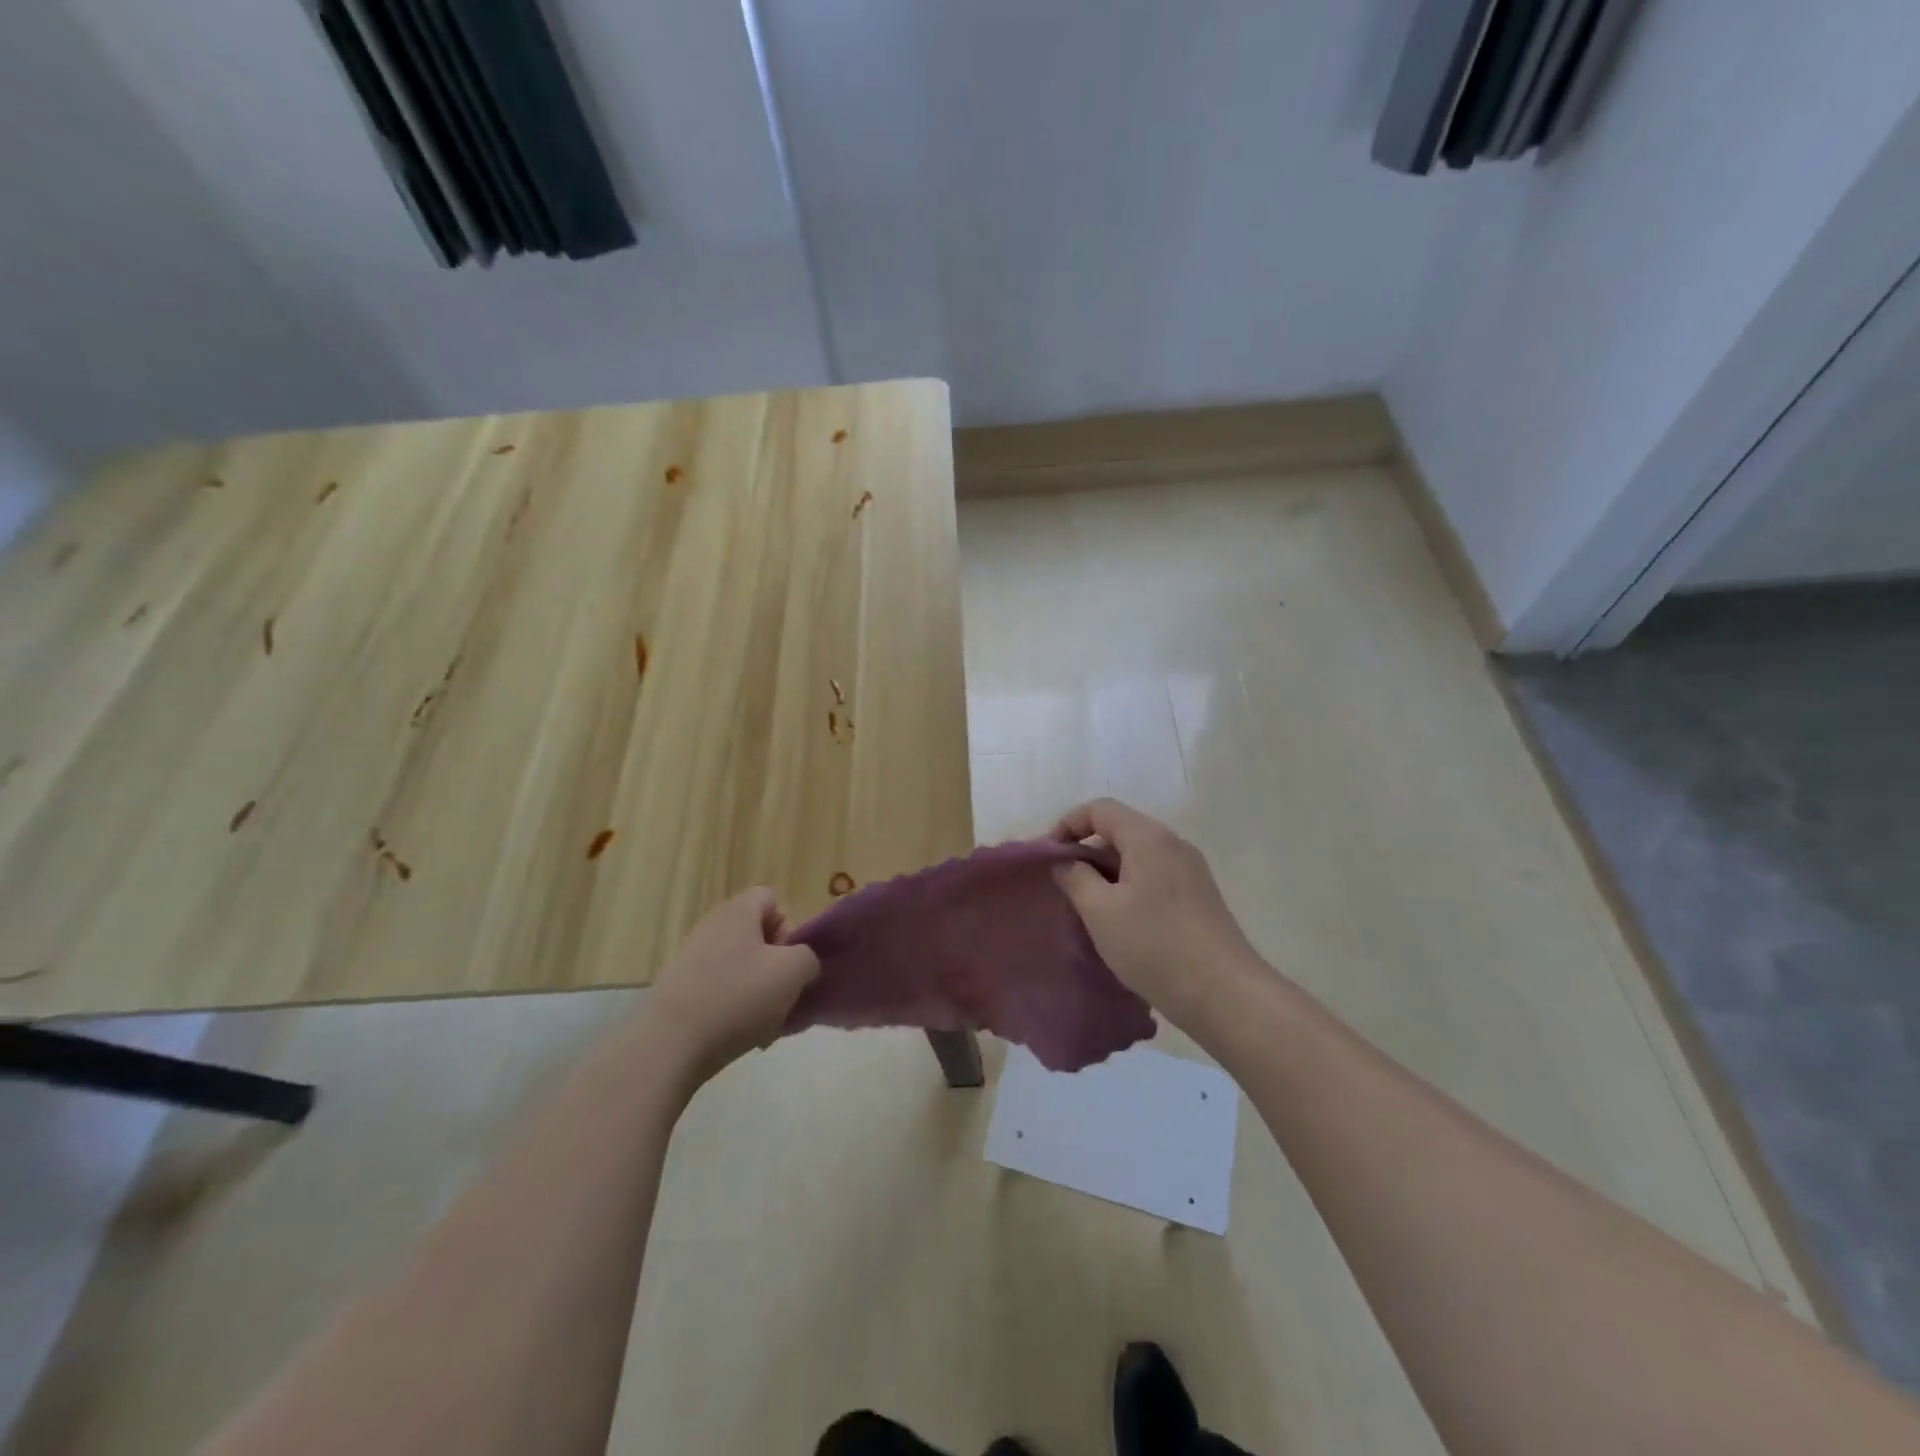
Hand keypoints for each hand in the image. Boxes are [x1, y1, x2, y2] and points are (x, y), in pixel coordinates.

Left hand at [648, 888, 819, 1085]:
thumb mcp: (793, 972)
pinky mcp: (677, 990)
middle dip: (775, 965)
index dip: (789, 926)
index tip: (791, 961)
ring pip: (740, 967)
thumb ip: (808, 958)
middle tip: (783, 995)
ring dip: (757, 991)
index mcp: (738, 911)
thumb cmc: (737, 997)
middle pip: (756, 936)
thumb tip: (800, 963)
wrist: (668, 1045)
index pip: (771, 900)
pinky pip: (718, 991)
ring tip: (765, 1024)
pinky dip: (733, 1009)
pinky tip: (740, 1036)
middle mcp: (712, 926)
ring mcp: (690, 958)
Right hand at [1051, 799, 1262, 1030]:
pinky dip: (1129, 887)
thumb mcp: (1100, 911)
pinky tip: (1119, 922)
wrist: (1224, 994)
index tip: (1048, 857)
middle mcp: (1173, 844)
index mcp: (1148, 838)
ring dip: (1107, 873)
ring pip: (1137, 856)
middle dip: (1086, 851)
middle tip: (1063, 885)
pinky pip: (1154, 877)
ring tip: (1086, 907)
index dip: (1068, 824)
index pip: (1100, 809)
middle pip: (1120, 830)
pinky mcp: (1199, 897)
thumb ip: (1075, 877)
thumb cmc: (1154, 945)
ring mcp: (1191, 871)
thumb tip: (1066, 862)